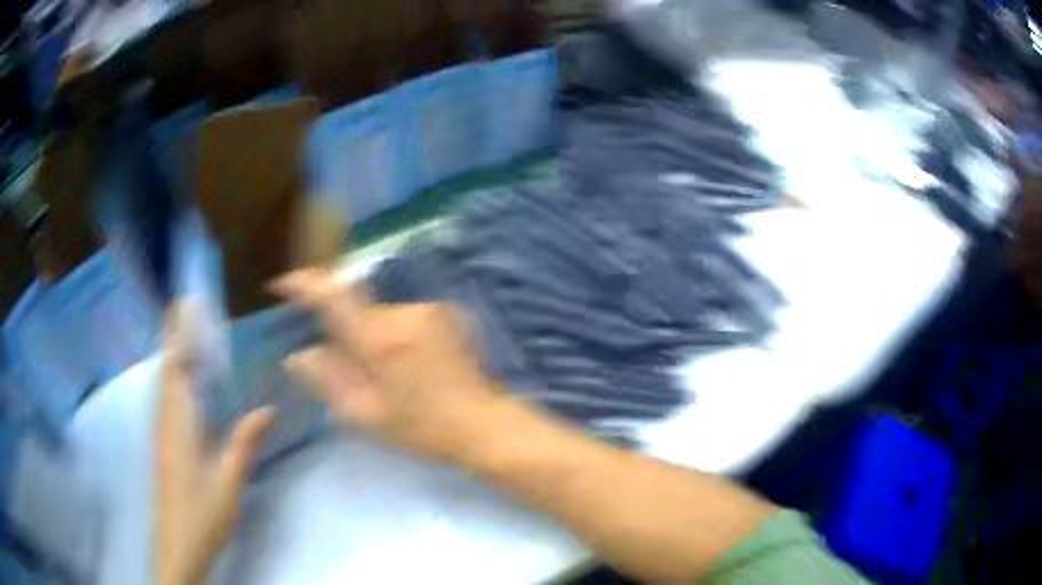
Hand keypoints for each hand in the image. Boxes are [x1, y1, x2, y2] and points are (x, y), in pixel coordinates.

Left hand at [154, 306, 274, 584]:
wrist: (177, 544)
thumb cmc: (202, 513)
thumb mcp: (229, 481)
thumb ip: (244, 442)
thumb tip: (267, 409)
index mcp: (179, 423)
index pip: (175, 366)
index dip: (177, 333)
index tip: (185, 303)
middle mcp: (165, 420)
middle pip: (165, 368)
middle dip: (174, 336)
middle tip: (191, 310)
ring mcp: (160, 432)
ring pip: (162, 383)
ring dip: (172, 354)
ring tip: (188, 335)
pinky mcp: (162, 444)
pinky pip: (164, 399)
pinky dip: (171, 378)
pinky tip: (183, 384)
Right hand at [273, 268, 505, 463]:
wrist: (482, 425)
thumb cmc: (420, 428)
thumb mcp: (363, 414)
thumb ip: (325, 379)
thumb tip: (297, 354)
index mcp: (379, 339)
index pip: (333, 295)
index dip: (304, 284)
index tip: (283, 284)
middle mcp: (403, 313)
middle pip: (357, 307)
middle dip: (343, 329)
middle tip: (343, 362)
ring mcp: (430, 310)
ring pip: (380, 314)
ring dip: (371, 334)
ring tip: (384, 372)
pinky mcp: (448, 314)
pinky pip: (404, 317)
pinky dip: (394, 335)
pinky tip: (407, 365)